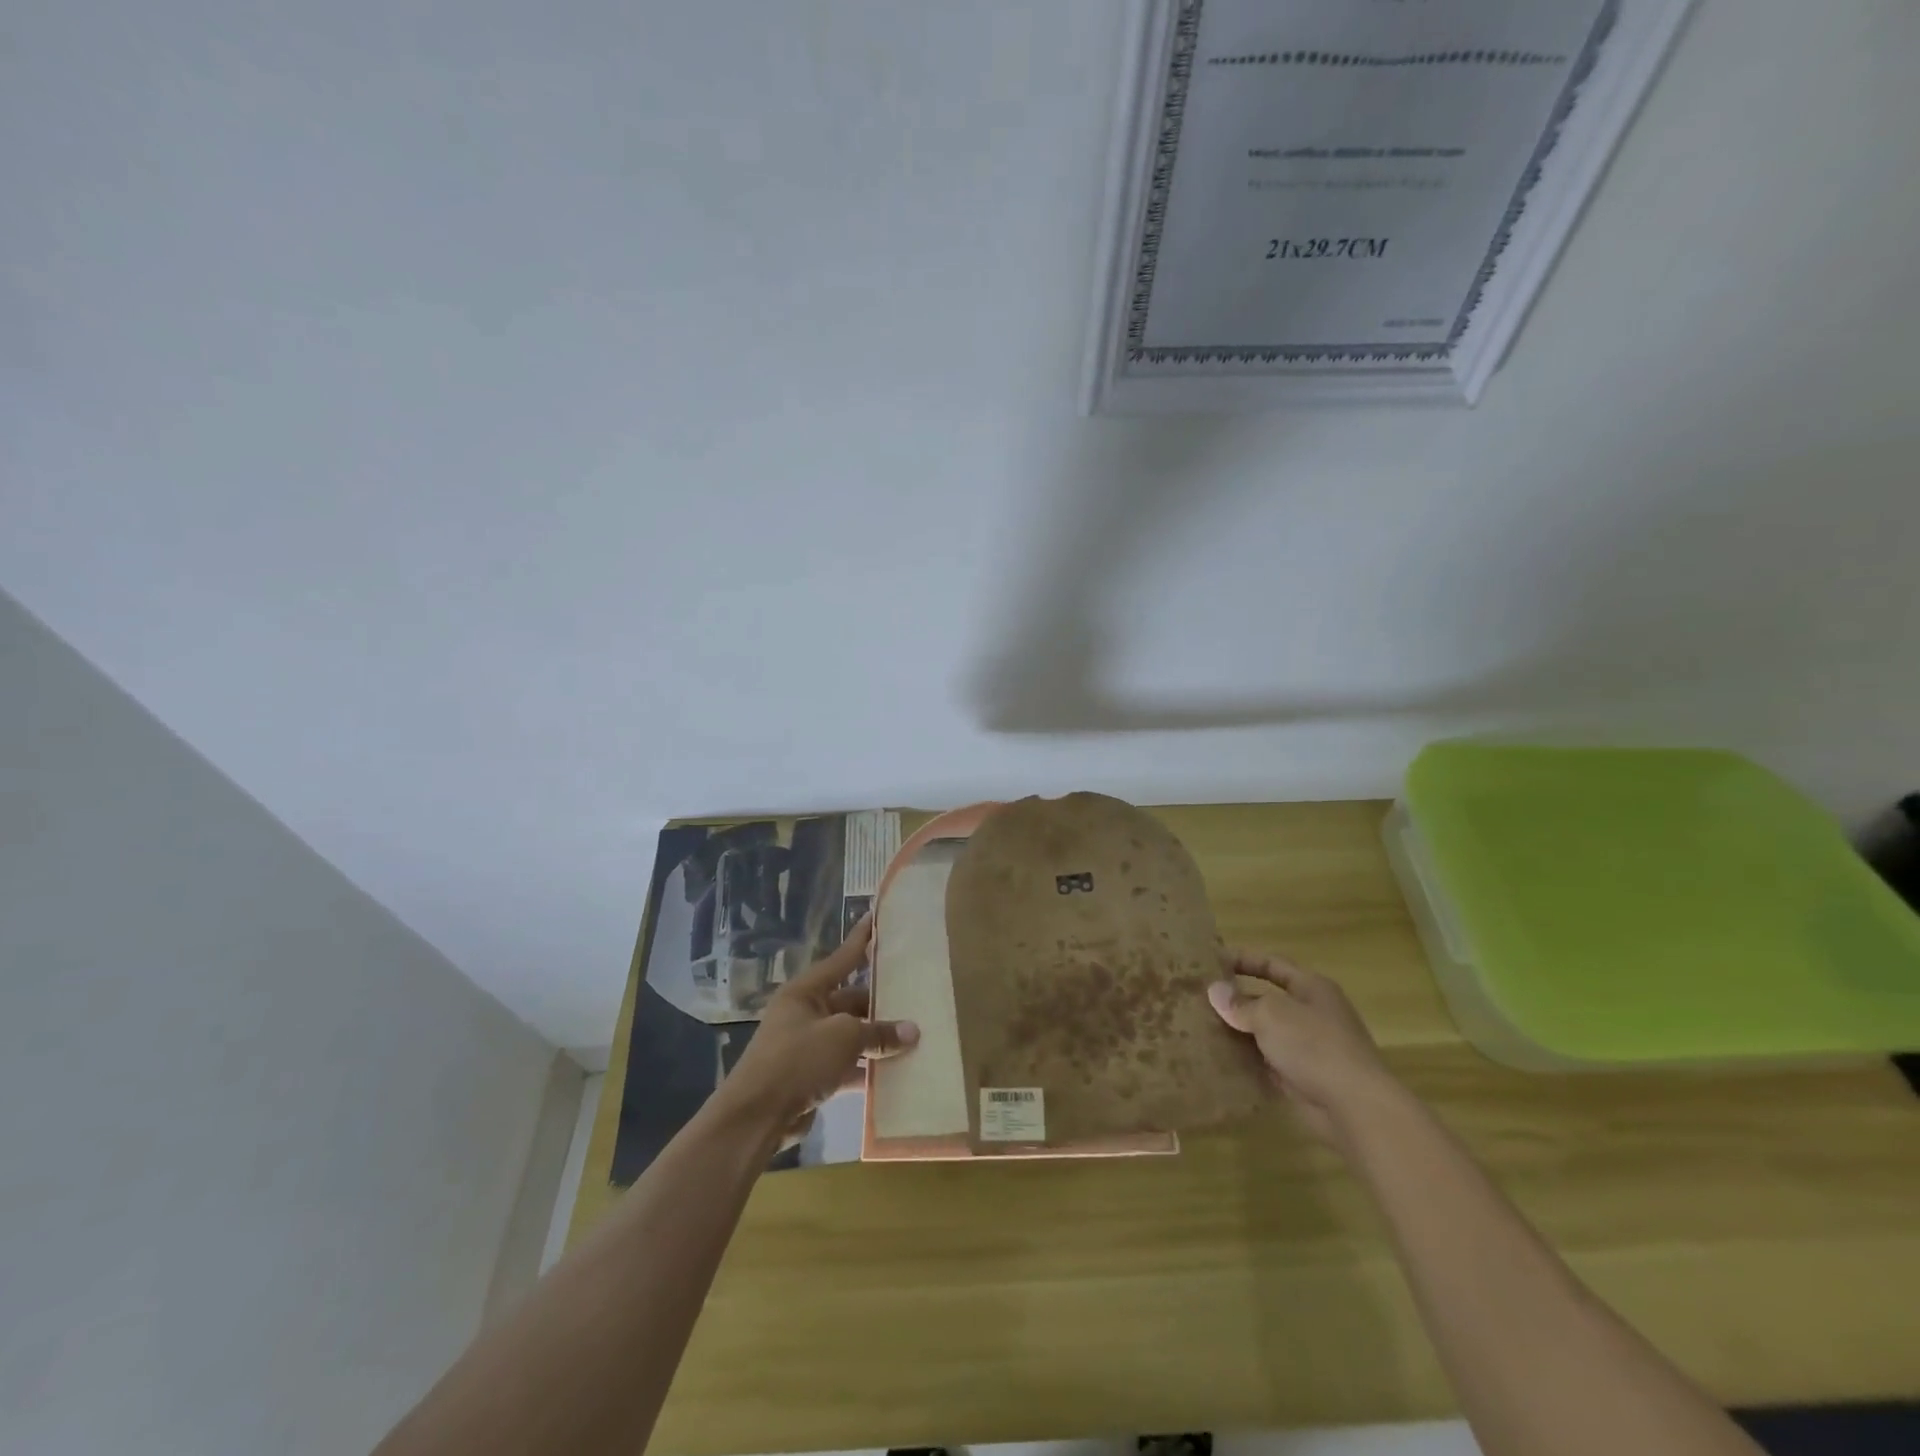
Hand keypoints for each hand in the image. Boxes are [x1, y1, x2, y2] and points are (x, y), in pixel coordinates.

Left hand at [715, 914, 919, 1144]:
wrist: (756, 1117)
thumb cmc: (797, 1060)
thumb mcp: (844, 1038)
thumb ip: (879, 1033)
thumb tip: (912, 1031)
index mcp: (806, 991)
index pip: (841, 958)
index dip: (861, 939)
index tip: (877, 916)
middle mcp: (804, 1013)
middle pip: (849, 1000)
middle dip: (879, 1003)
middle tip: (914, 996)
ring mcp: (806, 1046)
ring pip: (850, 1034)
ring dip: (876, 1039)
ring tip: (913, 1035)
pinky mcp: (809, 1077)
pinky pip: (845, 1065)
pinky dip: (866, 1068)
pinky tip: (894, 1072)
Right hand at [1207, 949, 1394, 1144]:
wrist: (1355, 1106)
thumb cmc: (1314, 1045)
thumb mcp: (1271, 1015)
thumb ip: (1240, 1003)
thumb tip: (1215, 991)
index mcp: (1311, 988)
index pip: (1272, 964)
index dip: (1242, 959)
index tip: (1210, 961)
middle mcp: (1312, 1013)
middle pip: (1267, 998)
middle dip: (1235, 999)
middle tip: (1198, 998)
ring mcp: (1309, 1047)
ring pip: (1265, 1032)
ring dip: (1238, 1031)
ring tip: (1201, 1028)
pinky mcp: (1303, 1077)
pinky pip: (1268, 1062)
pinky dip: (1247, 1060)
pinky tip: (1220, 1060)